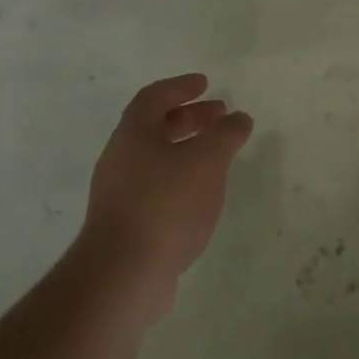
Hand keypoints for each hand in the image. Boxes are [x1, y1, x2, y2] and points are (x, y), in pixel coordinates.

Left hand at [75, 74, 253, 316]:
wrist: (124, 274)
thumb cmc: (166, 205)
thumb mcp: (206, 161)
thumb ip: (225, 135)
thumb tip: (239, 118)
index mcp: (133, 134)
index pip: (154, 97)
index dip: (181, 87)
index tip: (206, 83)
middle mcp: (120, 158)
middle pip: (155, 127)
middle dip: (189, 118)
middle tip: (220, 116)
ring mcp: (119, 193)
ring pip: (156, 158)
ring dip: (187, 149)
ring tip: (217, 156)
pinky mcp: (126, 224)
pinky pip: (156, 187)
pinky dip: (181, 178)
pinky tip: (201, 194)